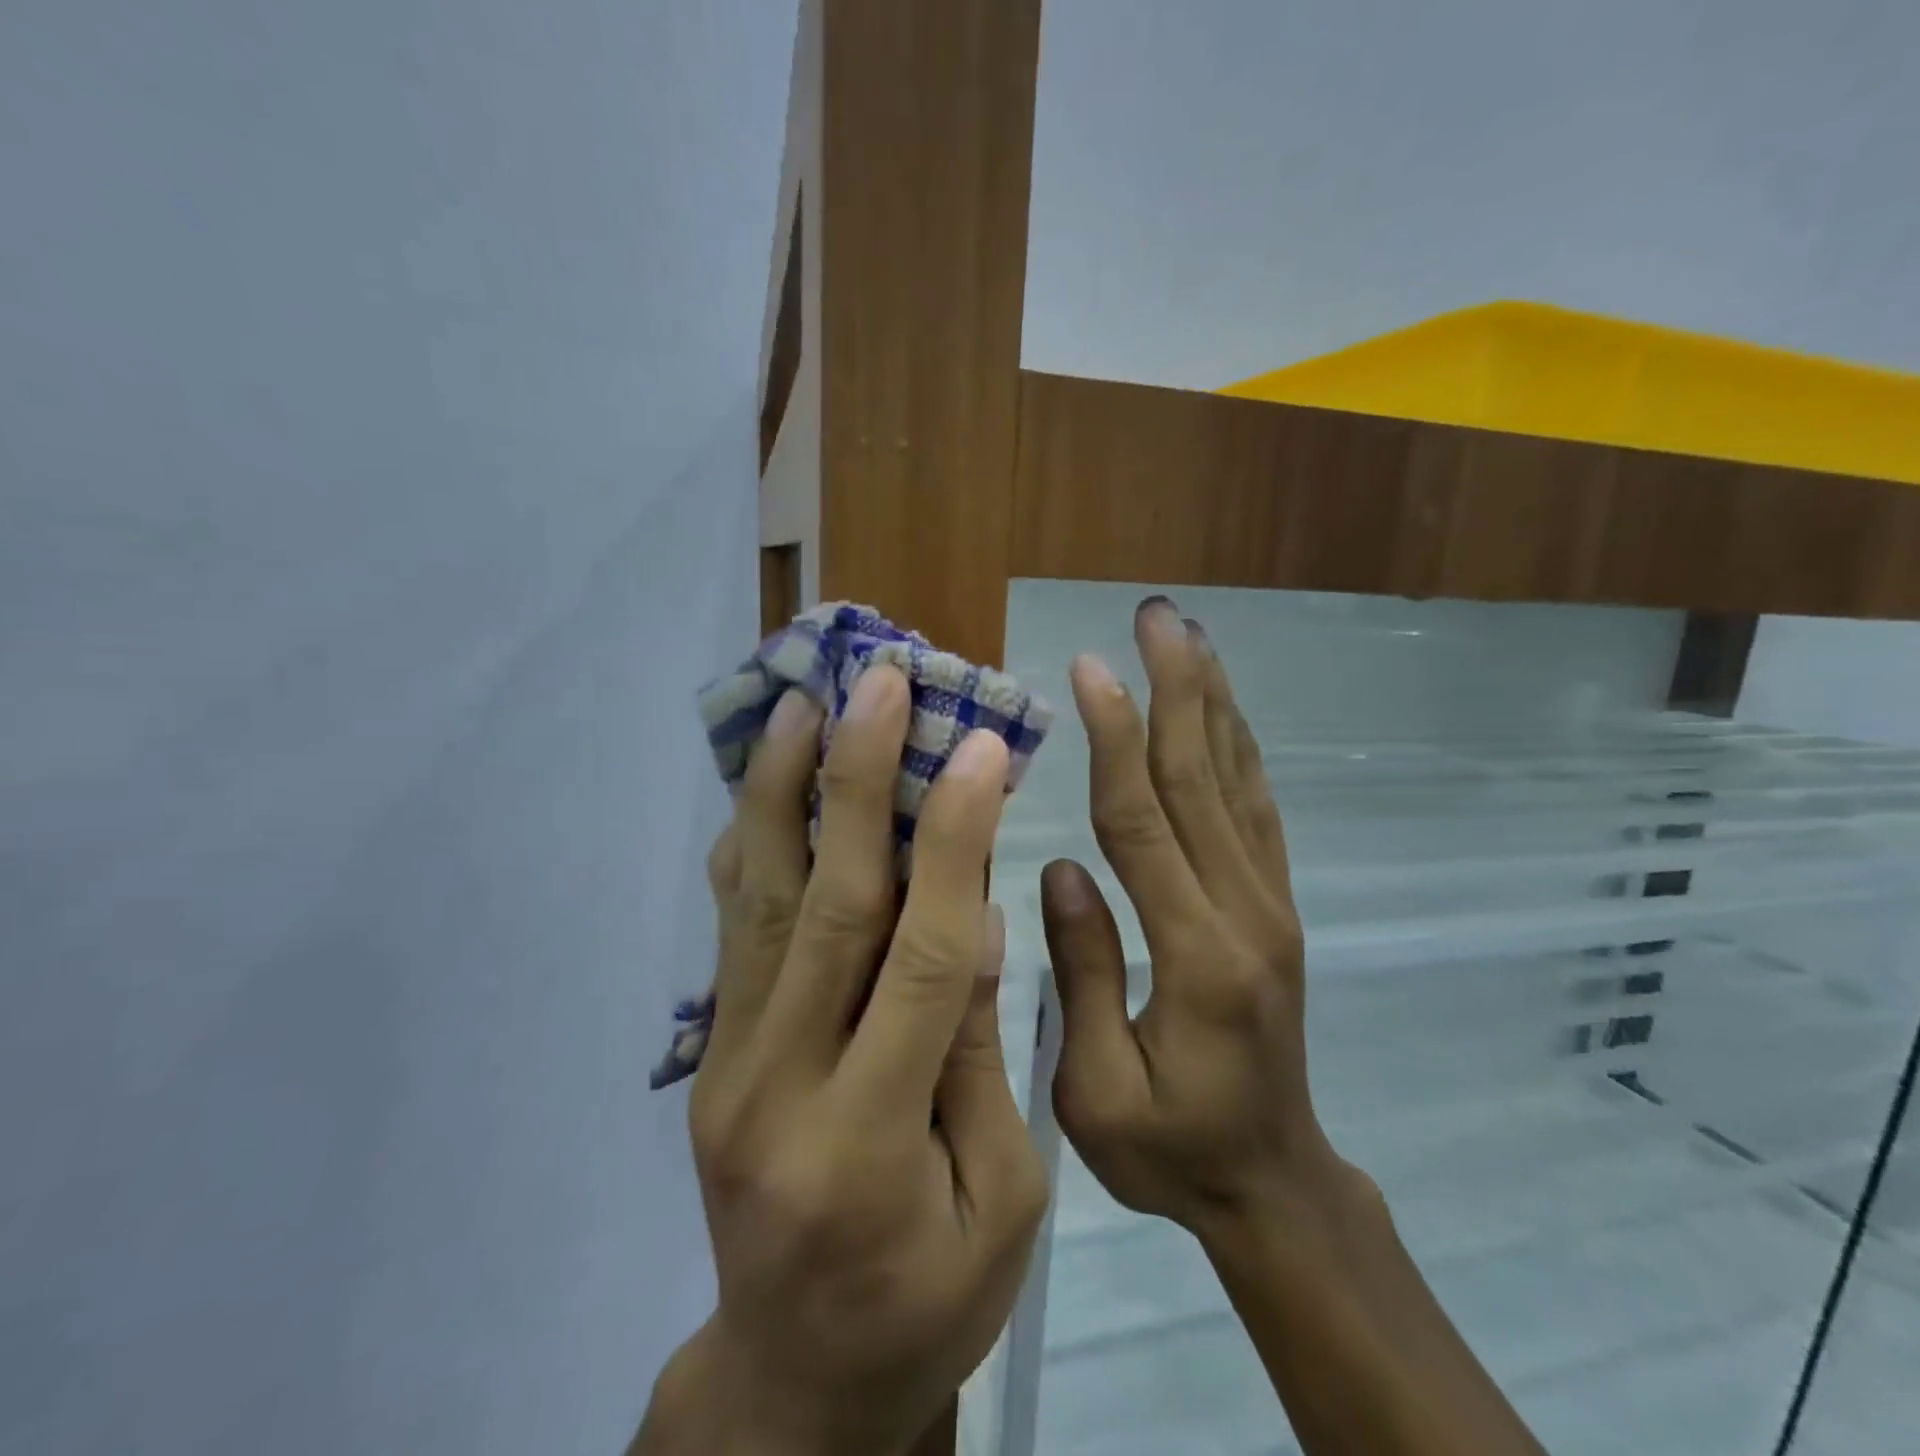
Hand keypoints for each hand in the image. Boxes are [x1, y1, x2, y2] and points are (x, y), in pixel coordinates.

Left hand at [640, 667, 1048, 1455]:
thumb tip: (978, 916)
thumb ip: (979, 1055)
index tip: (982, 749)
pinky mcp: (708, 1054)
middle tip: (880, 684)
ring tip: (803, 703)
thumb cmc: (926, 1300)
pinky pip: (731, 932)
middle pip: (828, 905)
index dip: (955, 842)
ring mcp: (727, 1065)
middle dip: (859, 781)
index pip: (922, 956)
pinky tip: (762, 782)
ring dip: (785, 791)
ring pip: (760, 901)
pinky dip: (750, 846)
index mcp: (871, 1141)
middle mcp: (779, 1086)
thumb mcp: (1004, 1202)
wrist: (794, 1377)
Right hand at [1042, 597, 1350, 1237]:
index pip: (1146, 823)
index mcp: (1197, 957)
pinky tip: (1220, 710)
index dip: (1117, 740)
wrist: (1275, 1183)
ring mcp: (1272, 904)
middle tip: (1156, 616)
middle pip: (1204, 779)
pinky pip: (1258, 810)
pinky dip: (1239, 748)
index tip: (1089, 668)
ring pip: (1239, 782)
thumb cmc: (1172, 1152)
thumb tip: (1061, 869)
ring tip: (1189, 637)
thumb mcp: (1101, 1092)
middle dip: (1177, 689)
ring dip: (1213, 702)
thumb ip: (1083, 975)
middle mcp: (1246, 912)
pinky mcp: (1277, 907)